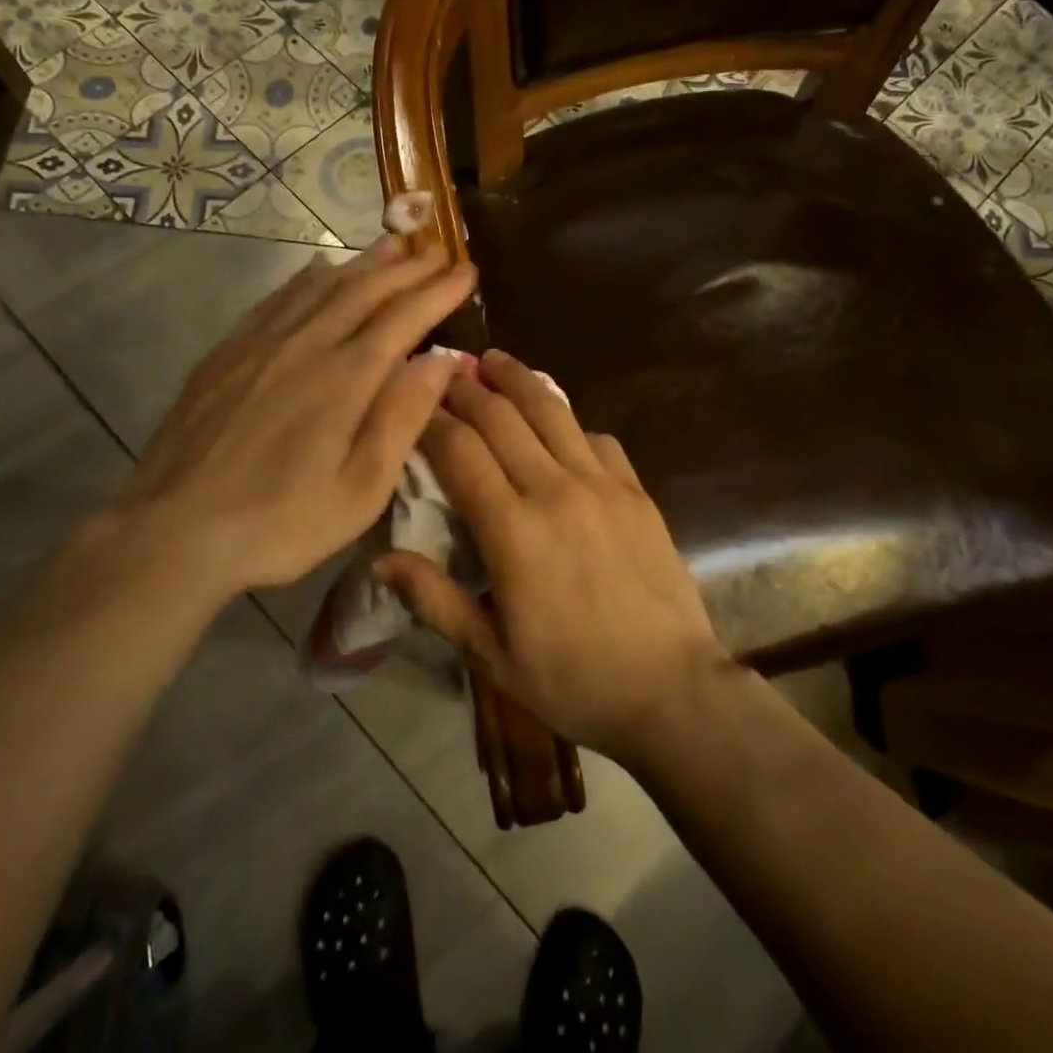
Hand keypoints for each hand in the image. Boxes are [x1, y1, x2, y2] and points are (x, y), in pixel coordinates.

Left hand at [71, 238, 475, 617]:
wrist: (174, 529)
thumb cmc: (281, 522)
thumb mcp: (361, 489)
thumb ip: (402, 419)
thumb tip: (443, 361)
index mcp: (345, 378)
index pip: (404, 319)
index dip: (438, 292)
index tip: (466, 272)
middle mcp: (306, 344)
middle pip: (364, 290)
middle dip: (407, 268)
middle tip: (438, 252)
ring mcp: (261, 343)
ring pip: (321, 285)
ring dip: (362, 262)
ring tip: (391, 245)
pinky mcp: (228, 352)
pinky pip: (278, 298)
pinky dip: (308, 276)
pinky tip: (318, 269)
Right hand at [374, 350, 727, 757]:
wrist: (672, 691)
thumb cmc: (573, 680)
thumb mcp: (491, 654)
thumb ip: (435, 599)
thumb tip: (380, 559)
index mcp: (513, 530)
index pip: (459, 451)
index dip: (430, 420)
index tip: (409, 402)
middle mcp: (556, 491)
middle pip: (502, 417)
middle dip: (466, 387)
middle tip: (443, 369)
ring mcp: (603, 485)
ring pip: (552, 412)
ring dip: (518, 380)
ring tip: (495, 360)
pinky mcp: (637, 491)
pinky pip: (596, 438)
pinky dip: (569, 421)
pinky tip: (558, 424)